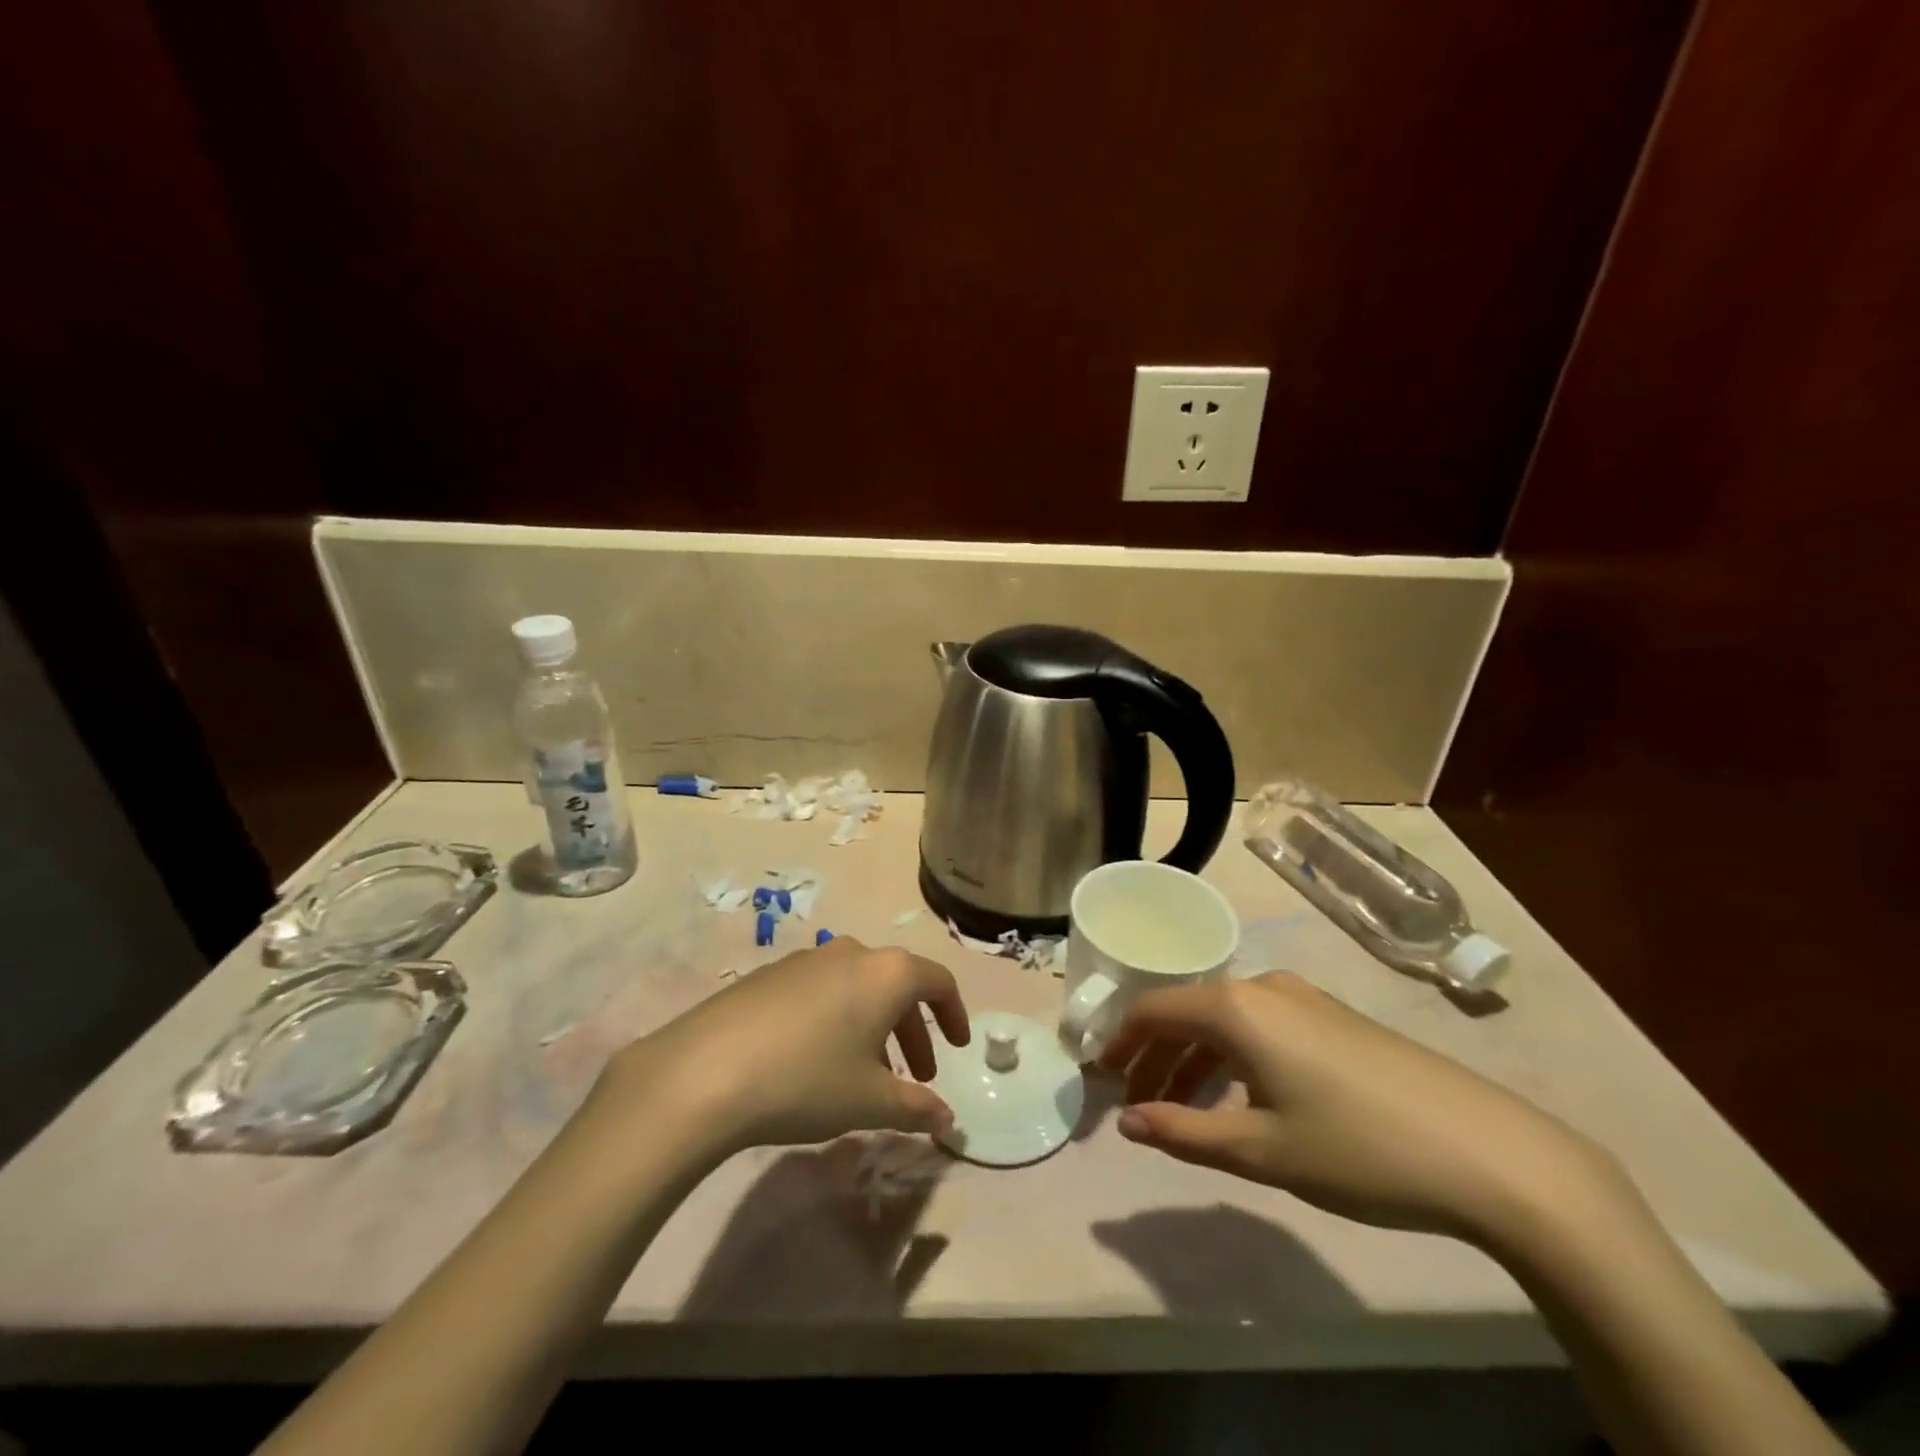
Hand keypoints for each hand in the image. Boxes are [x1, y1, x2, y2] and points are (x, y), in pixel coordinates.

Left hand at [595, 937, 970, 1158]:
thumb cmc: (807, 1080)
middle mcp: (851, 952)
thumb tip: (948, 1121)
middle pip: (897, 984)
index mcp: (886, 973)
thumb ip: (917, 1108)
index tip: (957, 1047)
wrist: (705, 1071)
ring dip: (875, 1026)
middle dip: (913, 1030)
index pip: (938, 982)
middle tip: (917, 1076)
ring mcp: (807, 959)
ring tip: (867, 1074)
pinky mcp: (770, 973)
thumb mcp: (870, 1101)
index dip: (954, 1014)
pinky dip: (838, 1019)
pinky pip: (822, 990)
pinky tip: (817, 1060)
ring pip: (858, 987)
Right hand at [1102, 972, 1618, 1244]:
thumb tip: (1127, 1122)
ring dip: (1192, 1060)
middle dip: (1153, 1057)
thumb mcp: (1261, 1150)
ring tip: (1178, 1109)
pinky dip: (1232, 1058)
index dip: (1120, 1042)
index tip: (1099, 1078)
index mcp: (1236, 1008)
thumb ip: (1184, 1131)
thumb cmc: (1359, 1150)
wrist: (1491, 1153)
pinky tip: (1239, 1098)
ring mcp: (1304, 999)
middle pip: (1186, 1014)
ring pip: (1224, 1021)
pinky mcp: (1334, 1018)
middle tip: (1132, 1104)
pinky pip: (1260, 1027)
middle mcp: (1263, 988)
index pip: (1153, 1010)